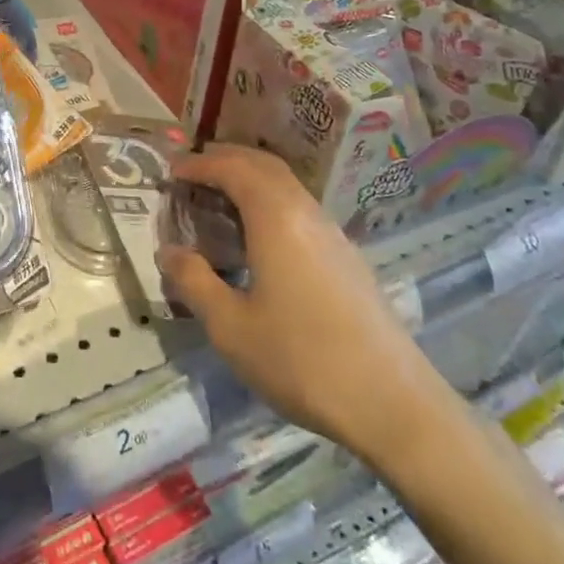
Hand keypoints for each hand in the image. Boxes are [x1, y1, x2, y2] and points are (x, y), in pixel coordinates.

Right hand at [157, 144, 460, 475]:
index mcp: (276, 219)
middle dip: (226, 159)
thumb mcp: (231, 327)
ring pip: (287, 186)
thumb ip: (194, 282)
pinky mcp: (347, 258)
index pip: (233, 169)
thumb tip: (169, 251)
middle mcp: (307, 213)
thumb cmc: (302, 361)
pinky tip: (259, 237)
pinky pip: (301, 209)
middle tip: (193, 172)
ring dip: (251, 180)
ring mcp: (333, 234)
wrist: (394, 404)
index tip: (170, 171)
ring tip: (220, 200)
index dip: (199, 164)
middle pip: (264, 166)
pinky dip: (271, 202)